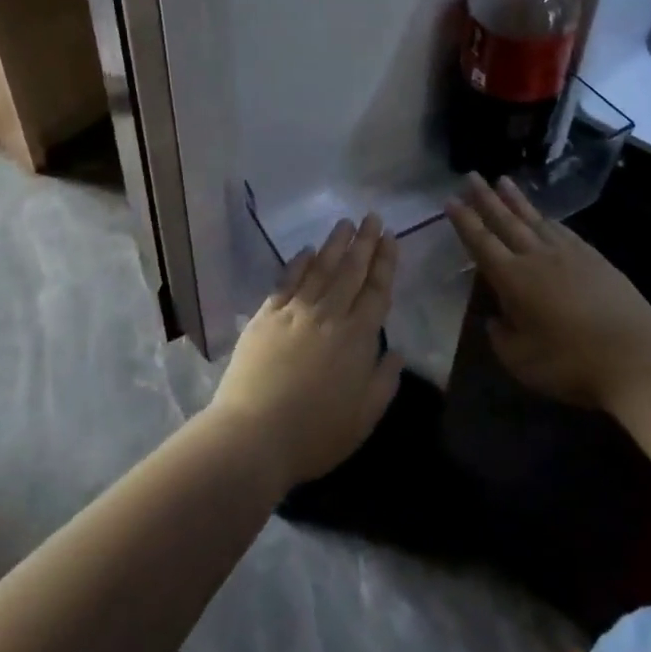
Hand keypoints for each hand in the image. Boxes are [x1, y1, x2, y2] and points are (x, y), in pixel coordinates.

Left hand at [208, 214, 403, 489]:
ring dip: (335, 243)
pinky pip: (286, 281)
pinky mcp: (266, 316)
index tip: (390, 237)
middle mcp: (328, 314)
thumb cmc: (315, 433)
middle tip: (372, 216)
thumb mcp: (364, 417)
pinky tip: (306, 250)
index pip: (376, 290)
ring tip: (345, 222)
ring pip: (320, 268)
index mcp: (357, 337)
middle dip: (364, 242)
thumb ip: (384, 380)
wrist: (253, 434)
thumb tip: (396, 351)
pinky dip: (298, 263)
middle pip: (350, 270)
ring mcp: (294, 311)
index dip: (385, 262)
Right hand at [447, 174, 650, 410]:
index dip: (464, 221)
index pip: (481, 242)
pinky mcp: (594, 258)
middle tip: (471, 175)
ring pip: (535, 219)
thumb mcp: (521, 361)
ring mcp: (568, 254)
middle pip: (505, 220)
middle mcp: (537, 257)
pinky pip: (562, 229)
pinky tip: (545, 216)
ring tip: (502, 180)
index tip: (450, 199)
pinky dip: (547, 218)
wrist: (636, 355)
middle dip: (485, 198)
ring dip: (516, 200)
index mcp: (513, 278)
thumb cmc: (571, 363)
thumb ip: (501, 336)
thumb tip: (494, 318)